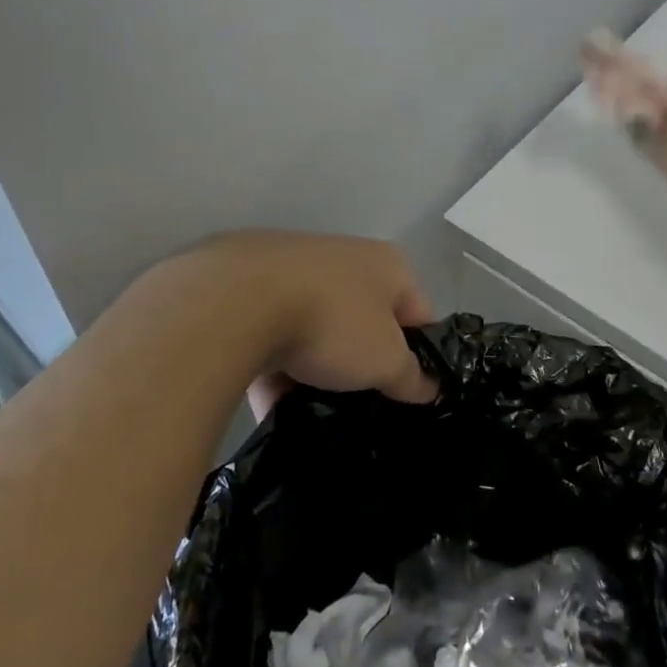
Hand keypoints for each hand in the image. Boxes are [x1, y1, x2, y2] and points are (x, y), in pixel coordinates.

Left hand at [181, 231, 436, 417]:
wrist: (237, 300)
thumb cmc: (332, 322)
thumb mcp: (385, 361)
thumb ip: (411, 376)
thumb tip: (429, 388)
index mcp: (388, 264)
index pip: (419, 314)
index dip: (420, 357)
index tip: (407, 395)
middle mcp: (346, 257)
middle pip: (366, 321)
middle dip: (362, 364)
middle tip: (360, 404)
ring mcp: (296, 268)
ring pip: (318, 329)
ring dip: (316, 369)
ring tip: (312, 409)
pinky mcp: (251, 286)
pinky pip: (274, 335)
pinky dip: (275, 367)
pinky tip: (270, 404)